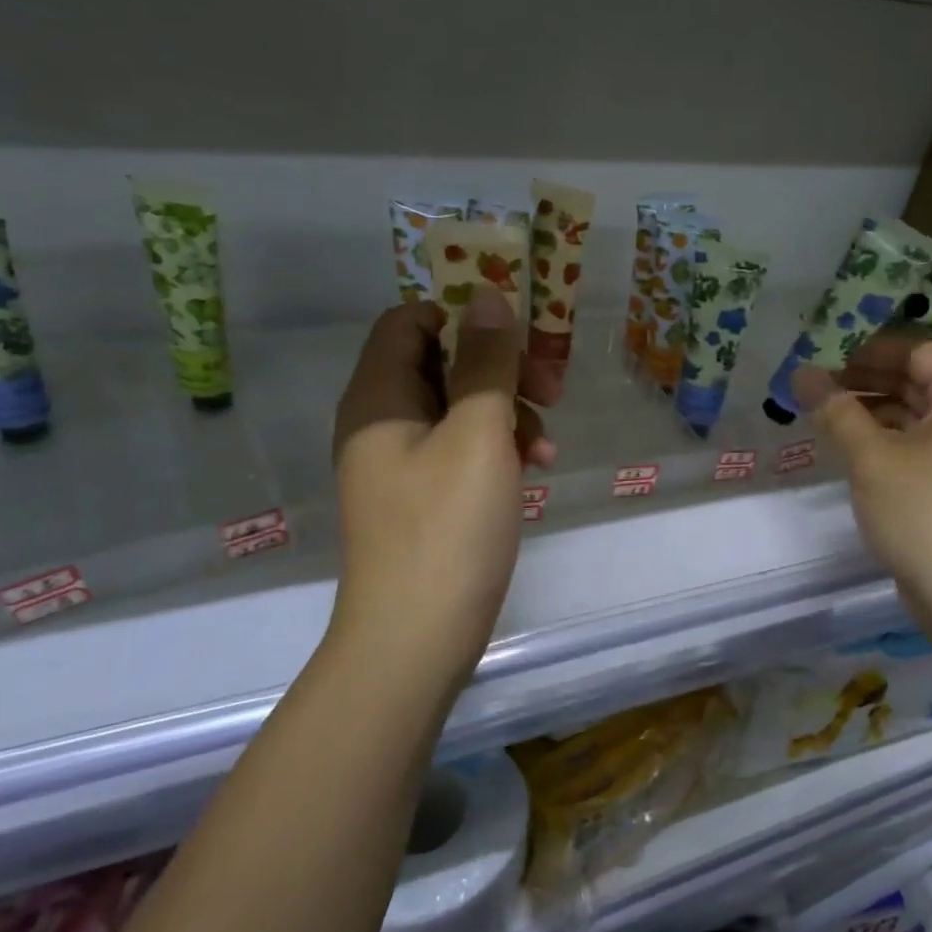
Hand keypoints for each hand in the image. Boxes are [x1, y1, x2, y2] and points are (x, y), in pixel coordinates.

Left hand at [327, 290, 554, 688]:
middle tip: (552, 390)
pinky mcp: (424, 497)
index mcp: (380, 396)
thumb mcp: (478, 433)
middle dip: (502, 370)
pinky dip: (498, 450)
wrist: (417, 637)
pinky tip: (534, 470)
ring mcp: (402, 464)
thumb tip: (488, 294)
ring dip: (509, 414)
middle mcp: (383, 422)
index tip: (518, 337)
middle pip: (443, 364)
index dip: (464, 317)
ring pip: (461, 410)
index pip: (410, 322)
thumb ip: (486, 361)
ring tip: (546, 447)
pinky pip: (462, 451)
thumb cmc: (448, 526)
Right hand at [795, 335, 931, 625]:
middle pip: (916, 381)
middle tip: (817, 388)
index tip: (827, 361)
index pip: (918, 352)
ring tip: (824, 417)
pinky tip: (850, 449)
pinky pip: (917, 446)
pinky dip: (885, 440)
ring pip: (914, 416)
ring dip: (872, 411)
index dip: (871, 351)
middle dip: (866, 380)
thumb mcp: (871, 458)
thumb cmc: (924, 512)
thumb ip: (836, 411)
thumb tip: (802, 373)